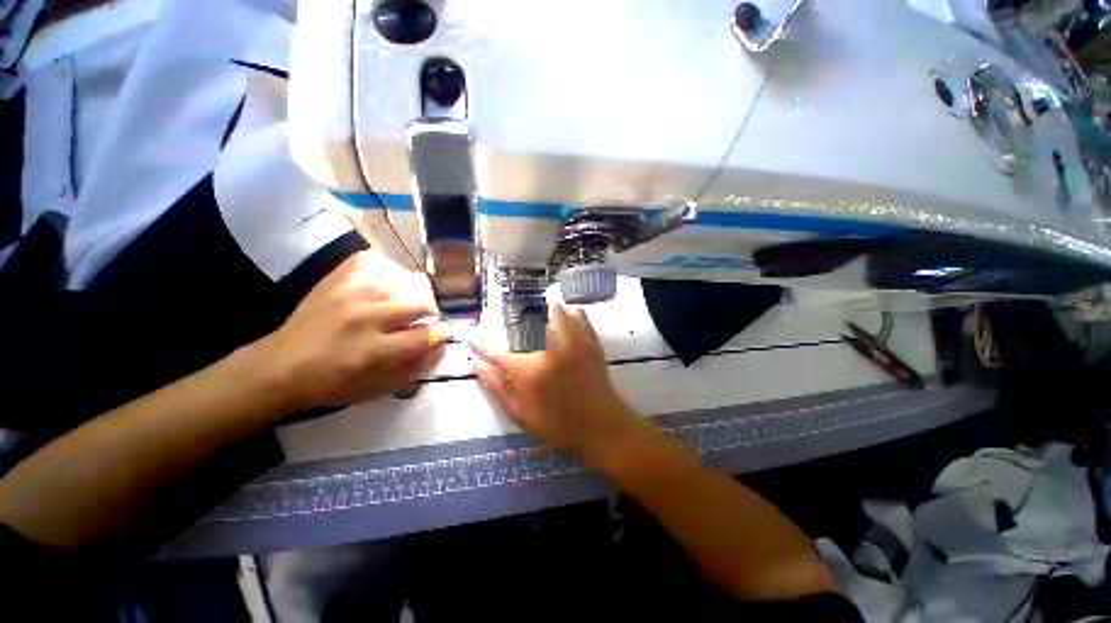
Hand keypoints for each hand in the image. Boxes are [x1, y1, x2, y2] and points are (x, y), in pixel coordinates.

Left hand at [253, 250, 448, 411]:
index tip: (443, 333)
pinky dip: (385, 267)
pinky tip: (389, 279)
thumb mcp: (377, 389)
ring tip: (413, 299)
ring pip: (401, 283)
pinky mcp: (336, 282)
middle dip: (433, 312)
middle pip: (419, 304)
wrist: (278, 368)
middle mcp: (365, 318)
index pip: (425, 335)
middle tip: (430, 318)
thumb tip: (439, 346)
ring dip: (415, 293)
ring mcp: (350, 295)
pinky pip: (370, 260)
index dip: (441, 334)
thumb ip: (413, 369)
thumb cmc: (331, 384)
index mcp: (374, 351)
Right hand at [472, 305, 647, 466]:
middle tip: (507, 317)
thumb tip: (476, 365)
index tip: (472, 337)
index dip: (482, 345)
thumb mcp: (521, 414)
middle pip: (528, 320)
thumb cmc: (558, 425)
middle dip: (514, 316)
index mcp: (530, 370)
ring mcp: (573, 342)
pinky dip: (569, 311)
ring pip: (556, 311)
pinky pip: (579, 316)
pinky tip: (564, 312)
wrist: (602, 426)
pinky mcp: (590, 341)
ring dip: (543, 308)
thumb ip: (496, 387)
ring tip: (534, 308)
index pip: (498, 352)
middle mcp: (550, 348)